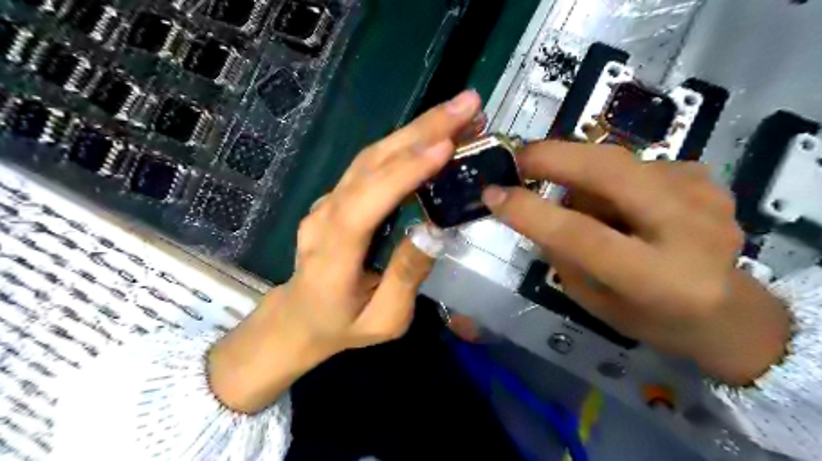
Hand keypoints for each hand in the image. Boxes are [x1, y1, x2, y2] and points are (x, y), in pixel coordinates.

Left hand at [210, 89, 482, 409]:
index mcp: (332, 254)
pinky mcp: (337, 196)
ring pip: (371, 156)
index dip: (404, 172)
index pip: (366, 203)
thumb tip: (434, 230)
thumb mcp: (384, 319)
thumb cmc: (341, 326)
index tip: (445, 147)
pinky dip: (405, 144)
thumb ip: (406, 276)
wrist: (298, 319)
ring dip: (416, 129)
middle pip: (370, 163)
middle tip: (467, 104)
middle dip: (421, 130)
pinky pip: (371, 165)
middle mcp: (325, 216)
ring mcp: (328, 201)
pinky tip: (433, 135)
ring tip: (459, 113)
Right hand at [483, 143, 788, 383]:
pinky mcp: (704, 177)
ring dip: (581, 177)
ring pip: (615, 163)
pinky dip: (610, 181)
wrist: (727, 312)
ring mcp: (704, 195)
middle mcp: (690, 230)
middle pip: (609, 172)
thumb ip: (561, 253)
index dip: (530, 211)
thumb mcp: (592, 300)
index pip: (582, 236)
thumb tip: (532, 206)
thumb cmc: (649, 318)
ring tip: (584, 206)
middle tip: (516, 160)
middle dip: (552, 157)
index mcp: (659, 280)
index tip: (491, 194)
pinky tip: (623, 206)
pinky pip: (633, 165)